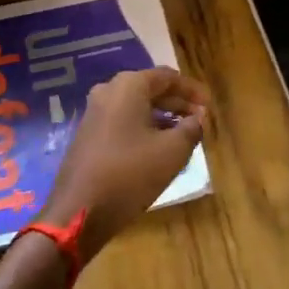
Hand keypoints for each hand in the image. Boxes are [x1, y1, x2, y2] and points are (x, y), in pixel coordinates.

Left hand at [43, 67, 207, 259]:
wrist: (78, 211)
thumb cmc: (130, 174)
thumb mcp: (172, 151)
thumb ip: (191, 129)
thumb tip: (197, 119)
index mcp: (129, 86)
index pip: (168, 77)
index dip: (192, 91)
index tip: (210, 107)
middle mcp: (108, 91)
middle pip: (151, 89)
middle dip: (177, 104)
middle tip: (200, 121)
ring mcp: (94, 113)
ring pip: (136, 107)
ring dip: (161, 118)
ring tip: (183, 135)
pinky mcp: (87, 134)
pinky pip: (122, 121)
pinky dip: (143, 128)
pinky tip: (157, 148)